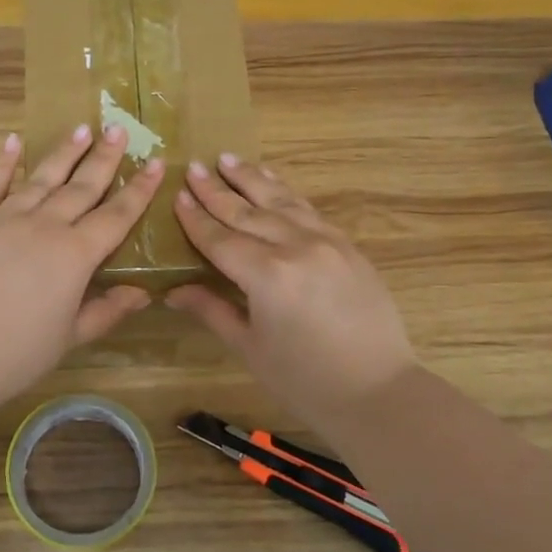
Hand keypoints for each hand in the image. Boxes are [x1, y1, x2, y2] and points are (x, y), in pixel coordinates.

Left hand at [0, 125, 163, 412]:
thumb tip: (143, 293)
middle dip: (104, 157)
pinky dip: (3, 162)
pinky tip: (13, 141)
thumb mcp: (70, 337)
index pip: (116, 216)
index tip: (156, 163)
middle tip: (119, 129)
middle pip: (81, 186)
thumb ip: (107, 311)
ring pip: (41, 178)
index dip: (139, 190)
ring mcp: (3, 219)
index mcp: (75, 255)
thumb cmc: (15, 353)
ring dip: (63, 152)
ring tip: (82, 128)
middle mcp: (44, 226)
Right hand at [167, 155, 416, 426]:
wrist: (377, 392)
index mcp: (267, 275)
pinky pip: (310, 211)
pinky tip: (274, 185)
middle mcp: (296, 248)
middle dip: (217, 190)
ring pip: (282, 201)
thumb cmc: (304, 381)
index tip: (178, 195)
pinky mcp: (348, 247)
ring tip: (229, 159)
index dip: (196, 218)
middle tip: (195, 167)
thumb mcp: (250, 348)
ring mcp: (327, 243)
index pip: (220, 239)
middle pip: (248, 212)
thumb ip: (212, 310)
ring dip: (253, 179)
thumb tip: (173, 291)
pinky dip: (286, 194)